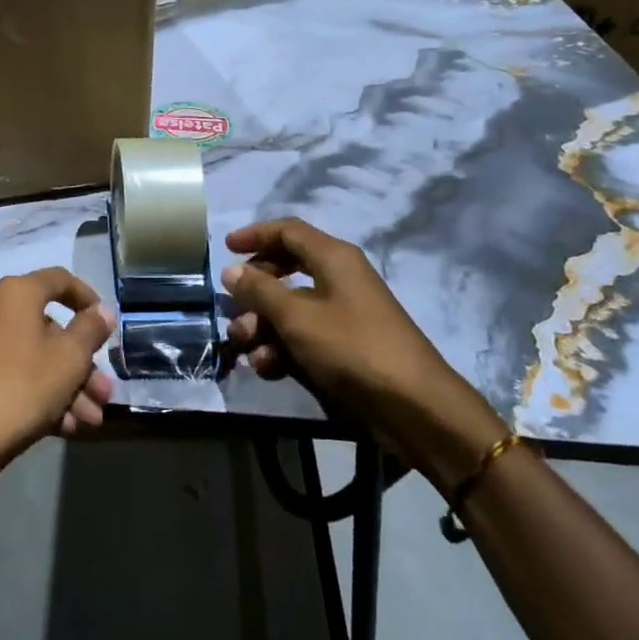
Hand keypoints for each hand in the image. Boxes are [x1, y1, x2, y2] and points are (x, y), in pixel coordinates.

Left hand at [0, 268, 116, 476]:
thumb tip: (101, 310)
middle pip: (46, 329)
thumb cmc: (22, 387)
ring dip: (64, 386)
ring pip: (29, 357)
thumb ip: (91, 329)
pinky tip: (62, 427)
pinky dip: (35, 393)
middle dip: (81, 364)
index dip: (87, 297)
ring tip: (89, 420)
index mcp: (12, 293)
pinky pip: (7, 375)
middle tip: (103, 393)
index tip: (105, 322)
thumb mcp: (70, 357)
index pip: (58, 280)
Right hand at [222, 218, 505, 487]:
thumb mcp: (297, 317)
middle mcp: (338, 279)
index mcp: (334, 259)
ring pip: (289, 309)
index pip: (289, 231)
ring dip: (263, 327)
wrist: (413, 407)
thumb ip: (260, 291)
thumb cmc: (352, 348)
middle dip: (254, 293)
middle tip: (233, 313)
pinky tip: (269, 369)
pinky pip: (303, 337)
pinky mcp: (343, 348)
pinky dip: (281, 348)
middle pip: (285, 271)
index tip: (225, 248)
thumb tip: (232, 270)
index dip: (255, 235)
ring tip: (249, 350)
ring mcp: (342, 315)